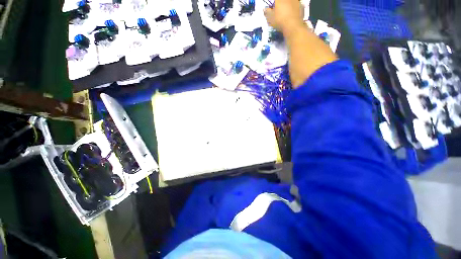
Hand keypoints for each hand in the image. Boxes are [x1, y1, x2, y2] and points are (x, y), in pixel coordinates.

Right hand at [264, 0, 303, 32]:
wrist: (293, 26)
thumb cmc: (280, 20)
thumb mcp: (270, 18)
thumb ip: (267, 12)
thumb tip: (264, 9)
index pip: (276, 0)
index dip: (275, 3)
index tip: (273, 7)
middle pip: (283, 1)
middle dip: (281, 3)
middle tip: (279, 9)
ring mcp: (296, 1)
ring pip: (291, 1)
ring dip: (288, 4)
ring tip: (286, 11)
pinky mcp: (301, 6)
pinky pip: (296, 5)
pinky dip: (294, 8)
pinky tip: (292, 14)